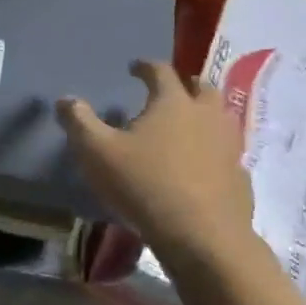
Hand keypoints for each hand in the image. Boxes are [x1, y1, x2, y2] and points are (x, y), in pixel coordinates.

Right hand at [57, 61, 256, 263]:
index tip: (134, 68)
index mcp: (173, 102)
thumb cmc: (145, 185)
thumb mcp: (98, 153)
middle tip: (171, 91)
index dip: (145, 67)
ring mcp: (229, 146)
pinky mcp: (240, 177)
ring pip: (221, 119)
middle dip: (185, 85)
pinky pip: (228, 154)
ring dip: (205, 116)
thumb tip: (65, 99)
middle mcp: (206, 116)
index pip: (160, 71)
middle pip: (202, 88)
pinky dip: (215, 152)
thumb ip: (79, 122)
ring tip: (188, 126)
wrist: (203, 237)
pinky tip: (203, 166)